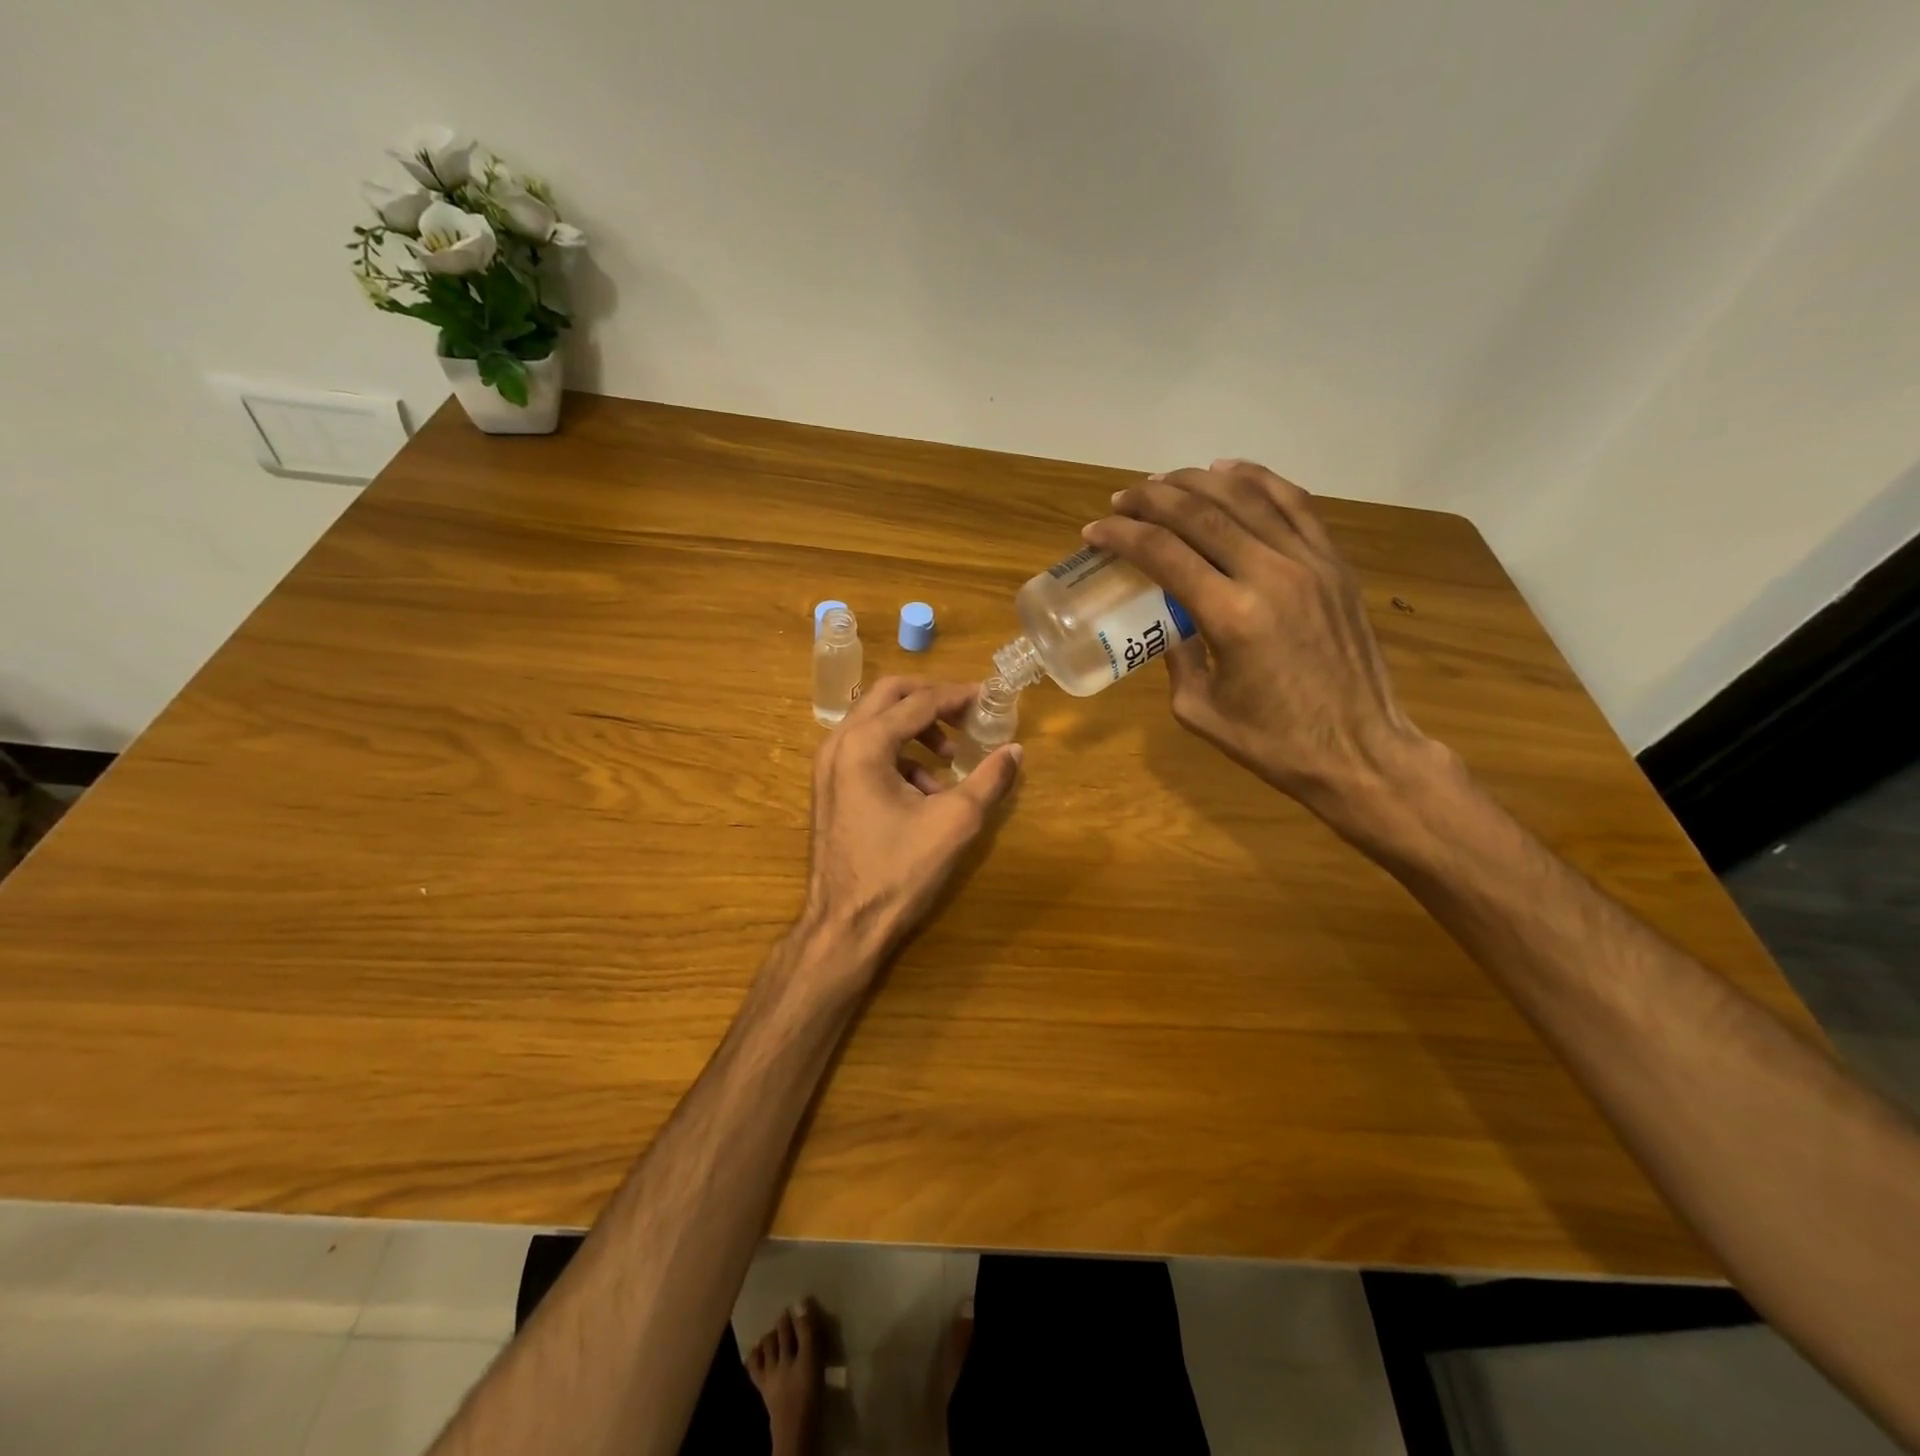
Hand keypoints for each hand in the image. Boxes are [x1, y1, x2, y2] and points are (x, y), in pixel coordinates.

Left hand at [799, 677, 1021, 968]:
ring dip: (916, 728)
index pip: (919, 701)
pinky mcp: (829, 786)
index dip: (958, 696)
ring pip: (875, 721)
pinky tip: (927, 790)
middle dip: (932, 699)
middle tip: (967, 713)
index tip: (989, 697)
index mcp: (865, 743)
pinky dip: (900, 754)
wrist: (844, 925)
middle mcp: (839, 743)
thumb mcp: (955, 822)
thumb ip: (989, 780)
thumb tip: (1015, 751)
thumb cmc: (899, 872)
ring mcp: (828, 765)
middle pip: (889, 695)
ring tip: (951, 759)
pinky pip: (866, 750)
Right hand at [1083, 459, 1428, 821]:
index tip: (1095, 532)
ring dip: (1197, 482)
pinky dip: (1257, 479)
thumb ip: (1176, 658)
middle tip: (1121, 500)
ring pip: (1246, 497)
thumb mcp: (1199, 710)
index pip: (1164, 554)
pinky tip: (1228, 472)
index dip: (1123, 536)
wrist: (1360, 752)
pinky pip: (1294, 504)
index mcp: (1231, 617)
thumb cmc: (1273, 744)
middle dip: (1152, 499)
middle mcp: (1271, 575)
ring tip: (1164, 482)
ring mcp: (1310, 563)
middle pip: (1201, 513)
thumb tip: (1167, 624)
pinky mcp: (1335, 564)